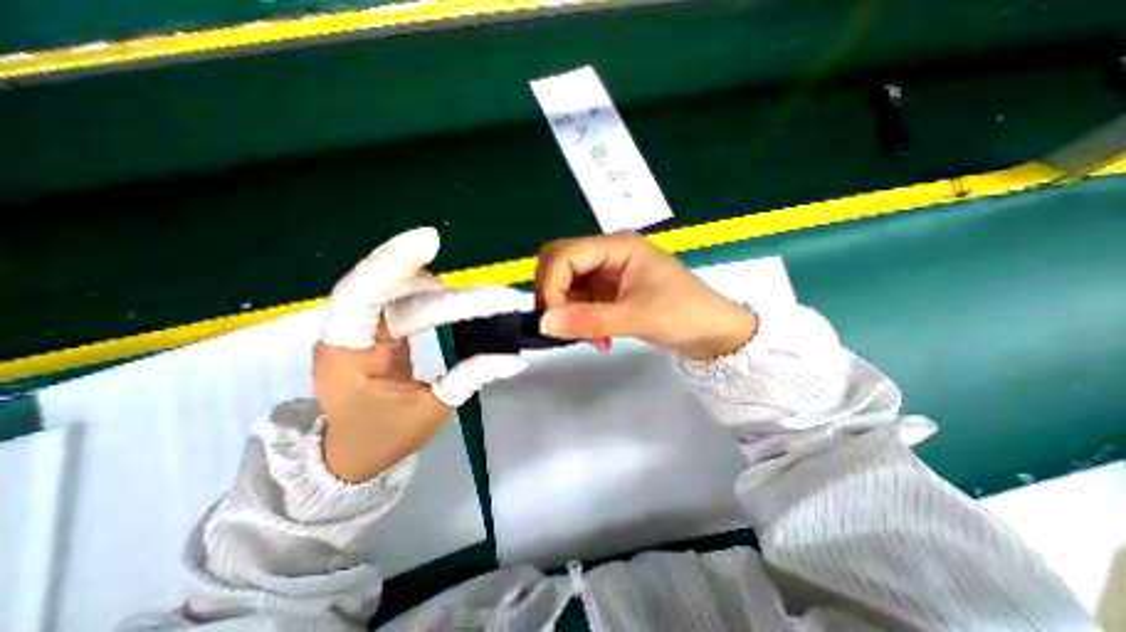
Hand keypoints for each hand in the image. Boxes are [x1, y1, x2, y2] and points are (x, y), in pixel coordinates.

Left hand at [316, 230, 528, 479]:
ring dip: (440, 288)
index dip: (392, 263)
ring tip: (482, 300)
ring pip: (399, 291)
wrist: (352, 456)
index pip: (361, 296)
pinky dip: (432, 293)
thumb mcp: (432, 410)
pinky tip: (455, 295)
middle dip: (441, 283)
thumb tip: (516, 360)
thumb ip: (471, 377)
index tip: (430, 241)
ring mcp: (363, 328)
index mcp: (346, 353)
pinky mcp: (380, 329)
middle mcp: (348, 332)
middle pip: (389, 289)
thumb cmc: (384, 438)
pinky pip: (404, 301)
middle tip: (488, 289)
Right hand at [534, 231, 755, 360]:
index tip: (553, 321)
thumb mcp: (637, 317)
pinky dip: (579, 319)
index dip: (550, 286)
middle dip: (553, 296)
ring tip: (592, 338)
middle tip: (562, 325)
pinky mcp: (607, 289)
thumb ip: (589, 320)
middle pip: (558, 263)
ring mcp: (606, 271)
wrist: (713, 331)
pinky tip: (598, 338)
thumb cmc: (684, 314)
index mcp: (617, 245)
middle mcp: (607, 253)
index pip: (563, 254)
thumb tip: (544, 323)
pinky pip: (578, 299)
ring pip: (565, 284)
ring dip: (568, 312)